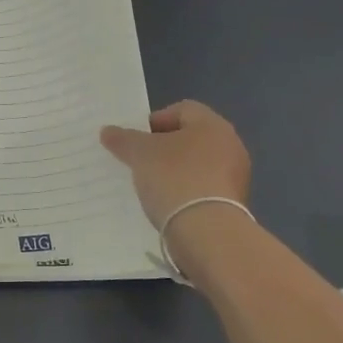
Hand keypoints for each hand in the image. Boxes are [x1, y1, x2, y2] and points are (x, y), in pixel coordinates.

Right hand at [99, 100, 251, 229]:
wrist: (207, 233)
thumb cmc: (175, 178)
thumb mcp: (140, 154)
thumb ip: (123, 139)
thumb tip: (108, 131)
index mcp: (213, 124)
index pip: (181, 110)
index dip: (155, 121)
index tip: (136, 141)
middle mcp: (230, 145)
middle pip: (190, 138)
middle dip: (163, 148)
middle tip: (140, 162)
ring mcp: (235, 177)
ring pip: (197, 165)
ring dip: (175, 172)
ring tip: (151, 186)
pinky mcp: (234, 204)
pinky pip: (203, 189)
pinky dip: (185, 192)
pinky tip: (168, 205)